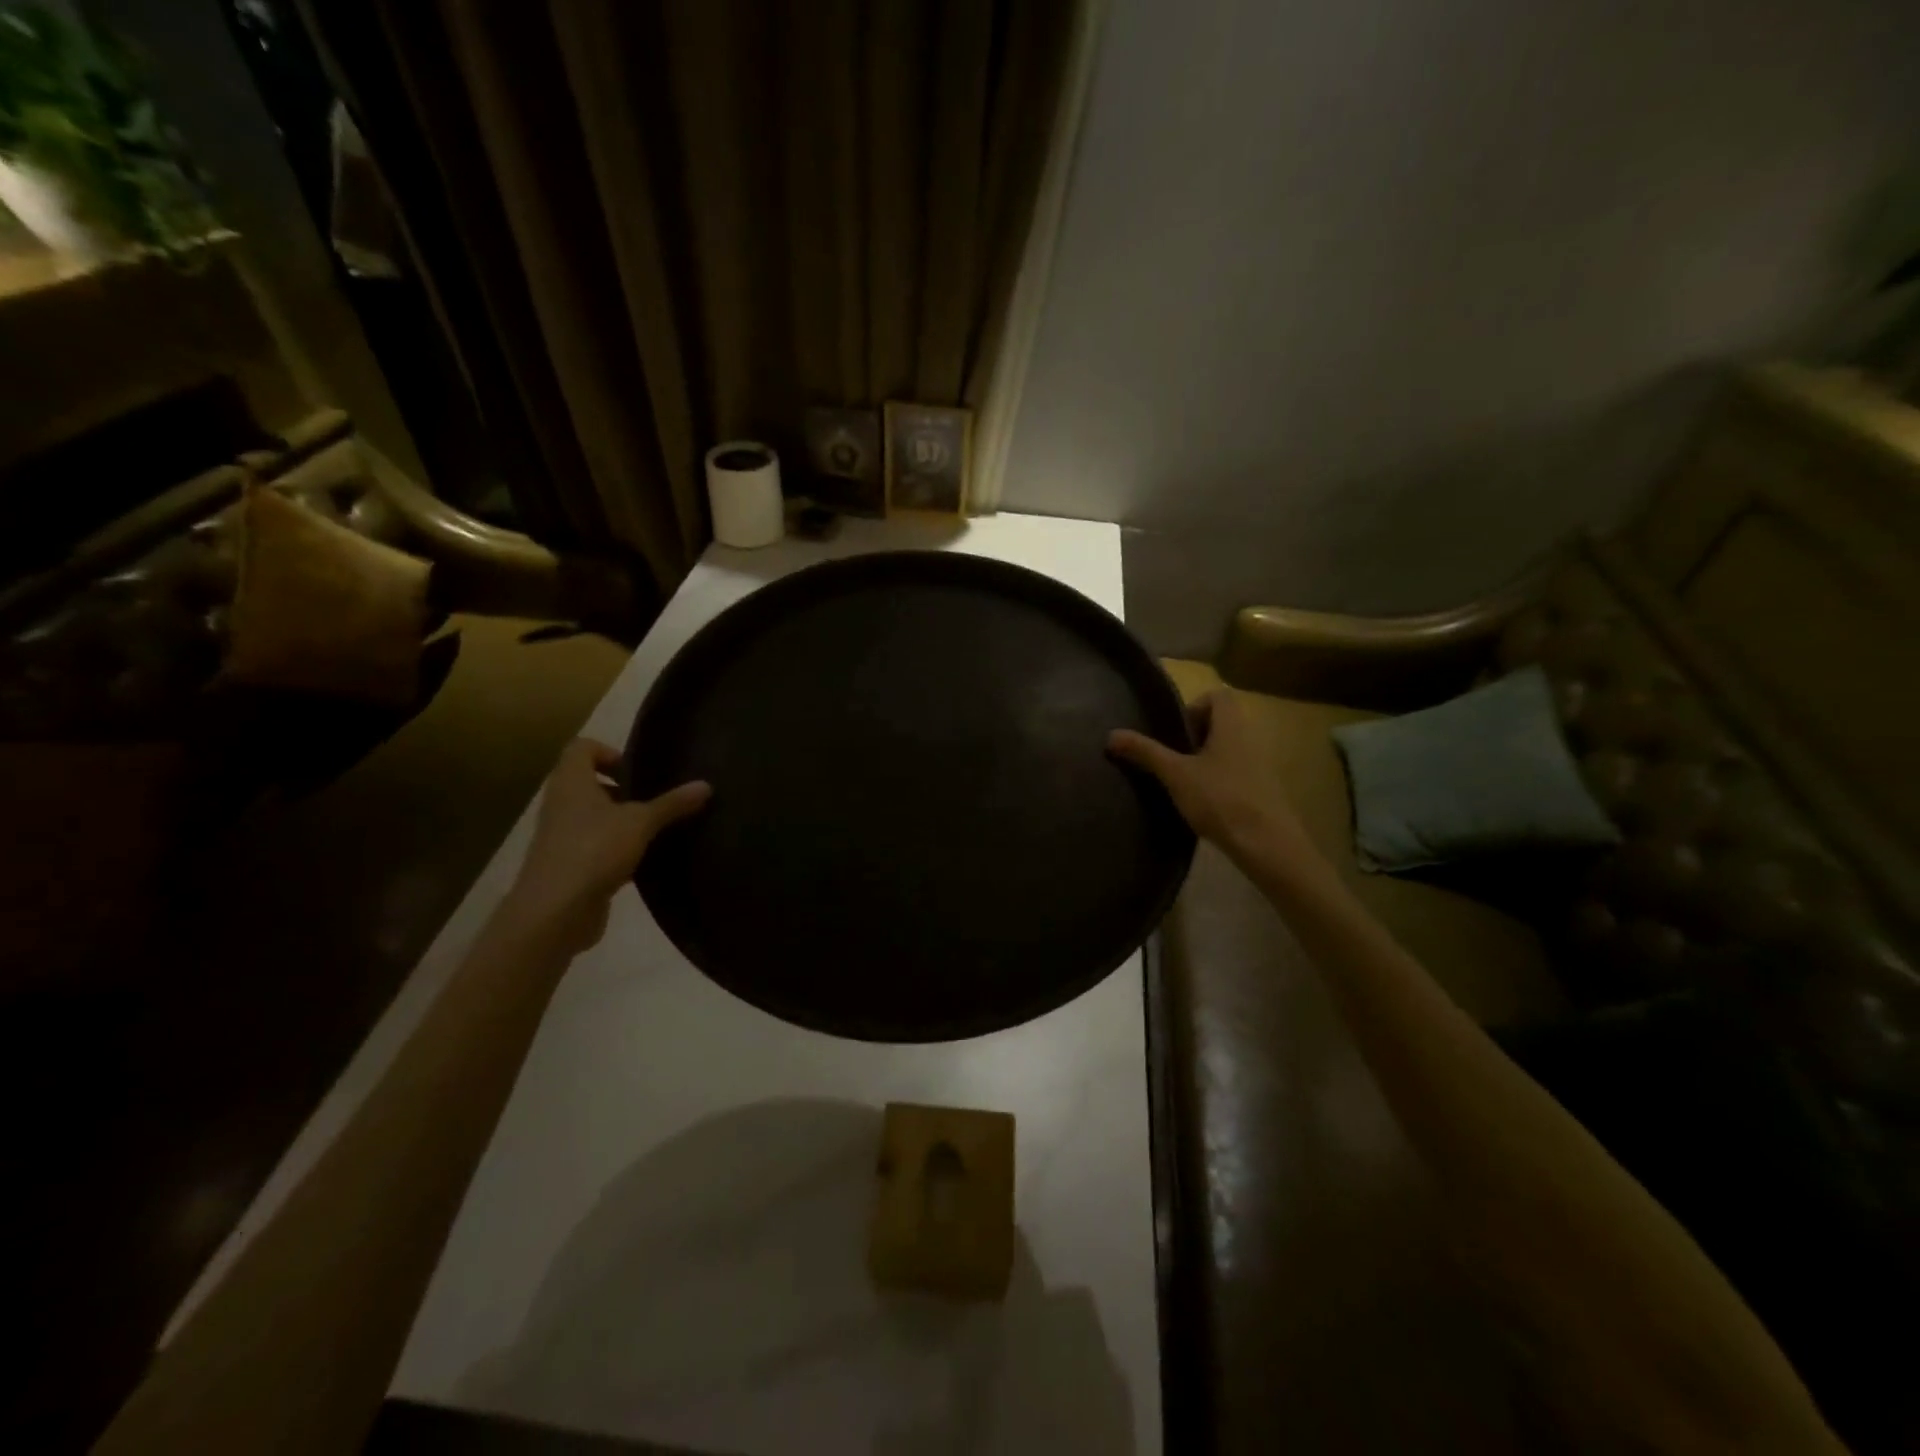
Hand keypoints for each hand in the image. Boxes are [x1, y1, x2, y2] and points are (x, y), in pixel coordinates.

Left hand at [504, 739, 710, 953]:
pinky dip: (618, 848)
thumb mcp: (641, 823)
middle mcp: (561, 804)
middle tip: (656, 799)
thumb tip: (706, 785)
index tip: (639, 772)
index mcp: (571, 782)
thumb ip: (672, 804)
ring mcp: (562, 836)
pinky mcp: (568, 865)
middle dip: (624, 789)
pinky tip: (645, 860)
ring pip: (594, 816)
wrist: (554, 912)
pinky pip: (596, 845)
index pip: (582, 748)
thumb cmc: (594, 850)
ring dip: (622, 820)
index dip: (610, 752)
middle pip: (589, 782)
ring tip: (657, 829)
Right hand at [1109, 690, 1326, 887]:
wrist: (1266, 844)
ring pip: (1227, 749)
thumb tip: (1111, 734)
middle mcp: (1250, 738)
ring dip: (1204, 759)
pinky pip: (1235, 771)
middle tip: (1173, 757)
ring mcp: (1259, 765)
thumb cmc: (1220, 799)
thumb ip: (1145, 752)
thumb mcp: (1175, 774)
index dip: (1194, 706)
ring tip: (1182, 781)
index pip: (1219, 695)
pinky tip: (1202, 803)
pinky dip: (1216, 779)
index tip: (1176, 732)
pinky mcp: (1261, 790)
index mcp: (1232, 726)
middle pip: (1221, 722)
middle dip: (1194, 735)